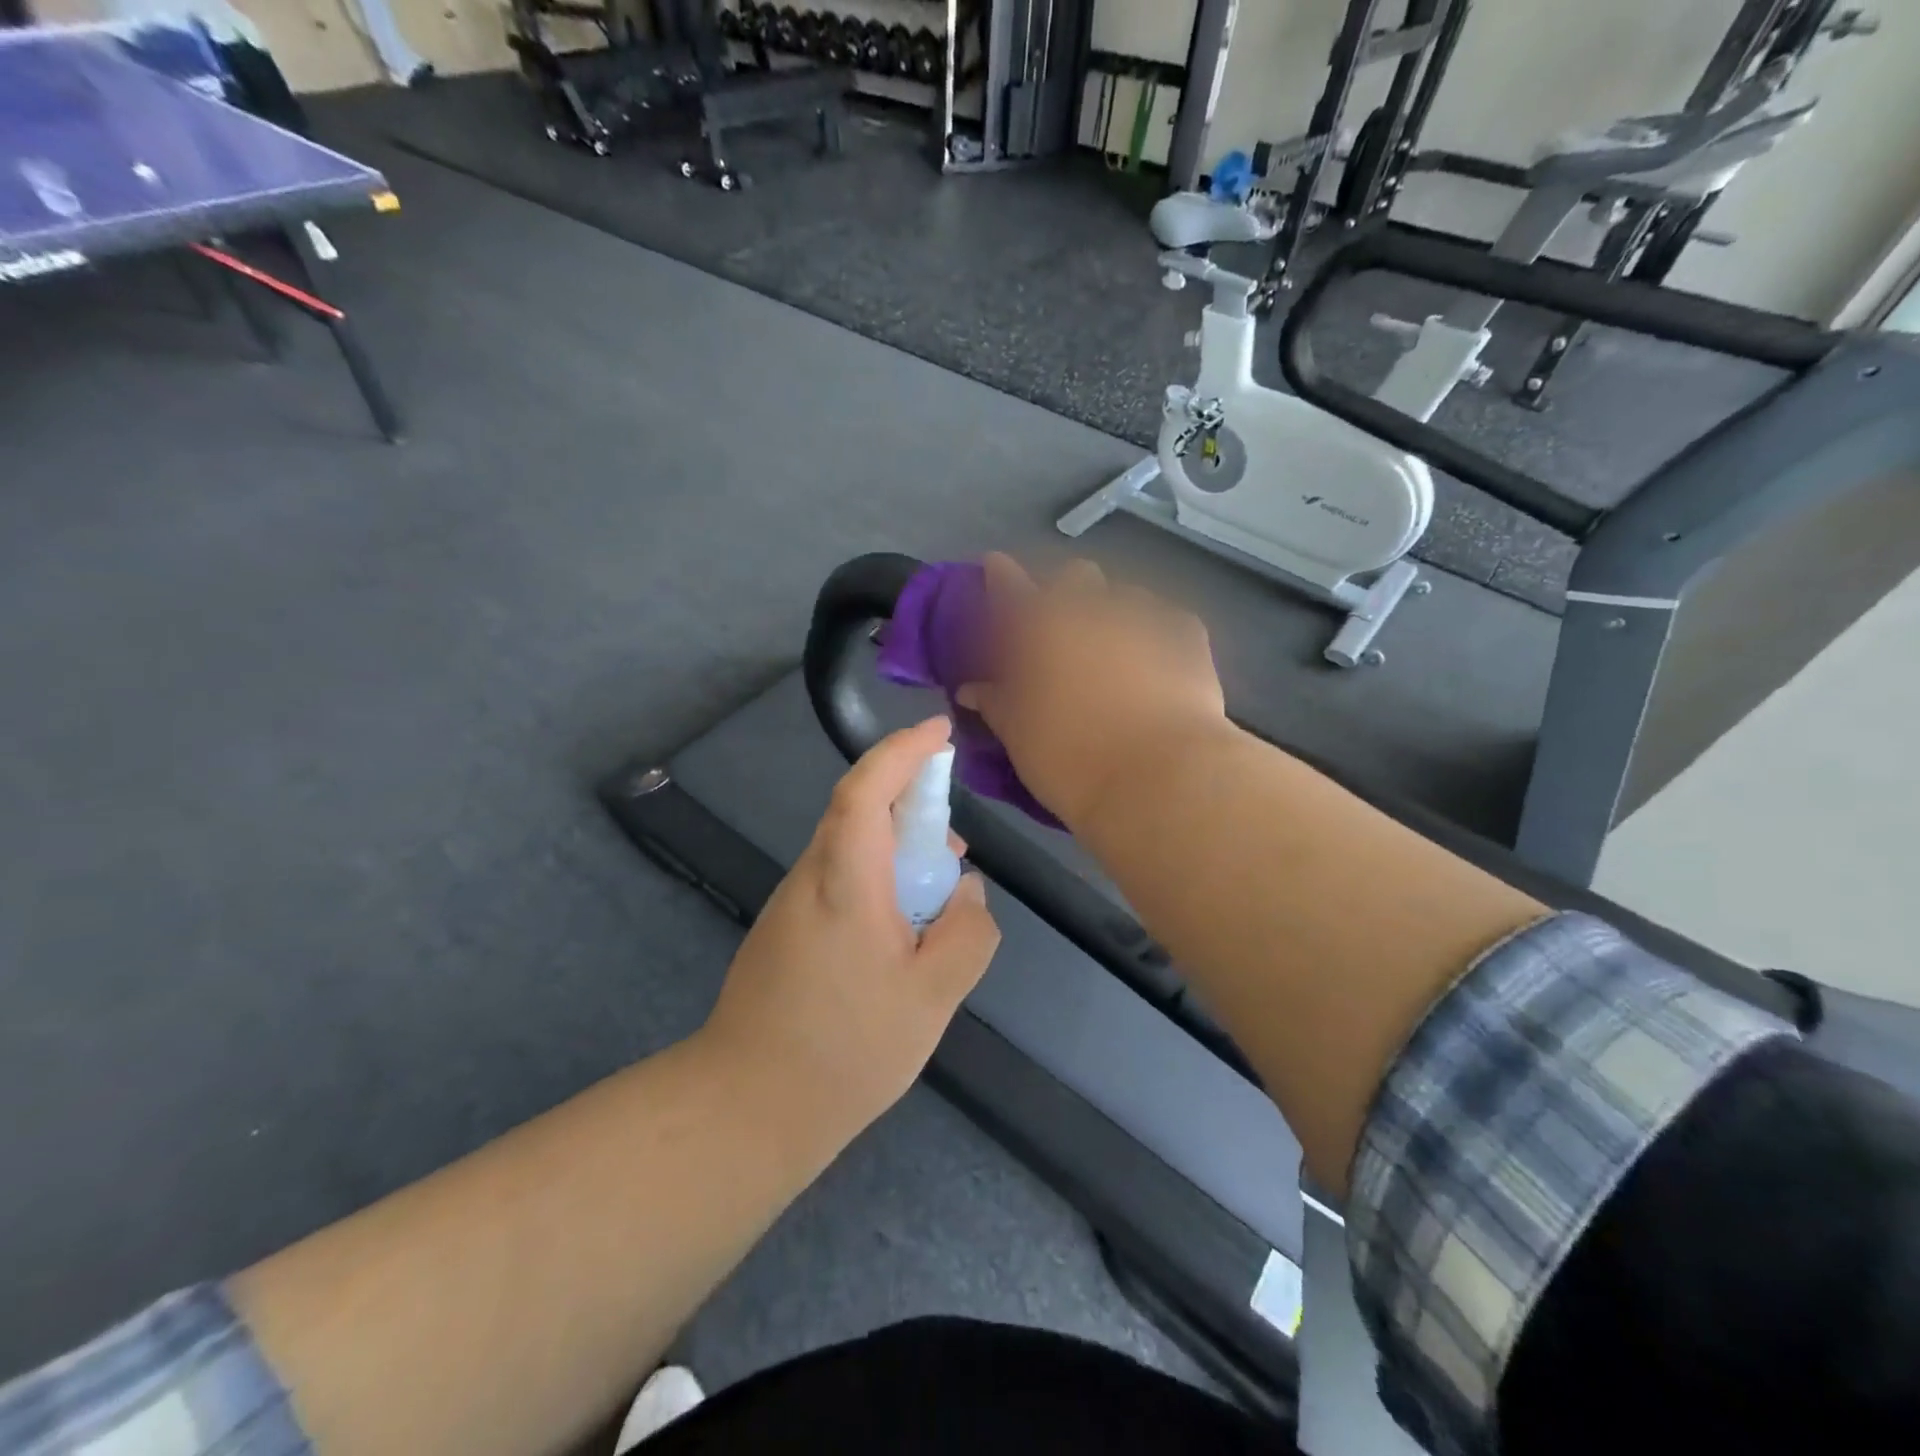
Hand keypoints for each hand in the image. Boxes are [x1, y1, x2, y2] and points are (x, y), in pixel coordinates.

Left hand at [701, 716, 1000, 1134]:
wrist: (748, 1107)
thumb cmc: (846, 1049)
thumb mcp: (932, 997)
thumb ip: (967, 934)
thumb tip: (967, 893)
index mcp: (845, 880)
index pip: (866, 789)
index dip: (901, 751)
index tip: (938, 732)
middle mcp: (811, 877)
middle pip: (859, 812)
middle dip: (910, 805)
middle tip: (953, 846)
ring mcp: (792, 903)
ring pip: (851, 848)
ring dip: (896, 850)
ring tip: (937, 895)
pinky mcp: (786, 930)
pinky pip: (839, 880)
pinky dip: (877, 880)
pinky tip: (901, 929)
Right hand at [959, 555, 1230, 828]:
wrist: (1160, 777)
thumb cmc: (1070, 758)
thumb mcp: (1018, 736)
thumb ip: (994, 703)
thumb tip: (972, 688)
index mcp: (1039, 625)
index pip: (1008, 584)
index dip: (999, 574)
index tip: (994, 569)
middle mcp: (1090, 607)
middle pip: (1074, 576)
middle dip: (1065, 592)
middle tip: (1060, 630)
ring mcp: (1144, 616)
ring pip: (1124, 595)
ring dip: (1113, 613)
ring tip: (1115, 650)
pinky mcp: (1188, 636)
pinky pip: (1168, 621)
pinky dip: (1156, 635)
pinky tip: (1158, 662)